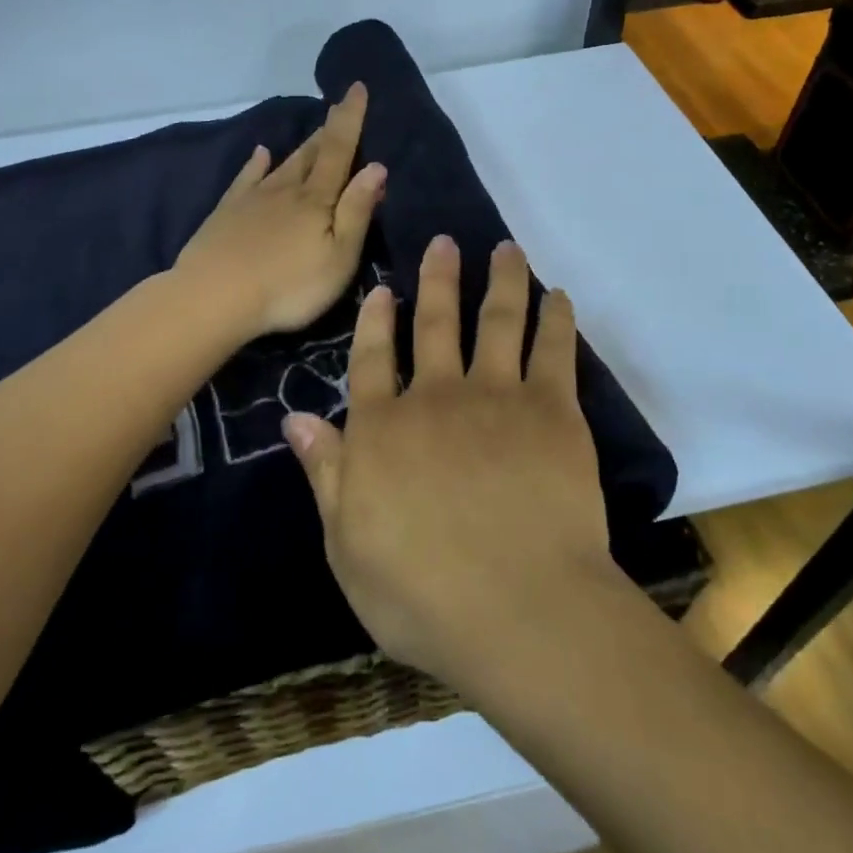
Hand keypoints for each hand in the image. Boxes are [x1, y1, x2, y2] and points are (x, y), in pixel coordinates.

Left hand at [175, 82, 386, 339]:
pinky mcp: (227, 212)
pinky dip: (255, 163)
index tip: (357, 86)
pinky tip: (259, 153)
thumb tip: (377, 166)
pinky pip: (246, 178)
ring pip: (283, 164)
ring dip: (301, 146)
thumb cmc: (288, 286)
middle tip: (339, 107)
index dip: (350, 118)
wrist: (214, 297)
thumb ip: (357, 211)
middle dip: (328, 130)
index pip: (339, 150)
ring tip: (314, 130)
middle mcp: (285, 189)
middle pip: (311, 153)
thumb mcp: (338, 256)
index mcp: (316, 199)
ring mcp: (253, 198)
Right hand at [282, 235, 616, 686]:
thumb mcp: (347, 546)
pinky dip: (555, 318)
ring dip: (500, 280)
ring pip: (497, 320)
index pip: (372, 360)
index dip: (375, 321)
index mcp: (384, 429)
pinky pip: (554, 349)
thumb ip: (326, 474)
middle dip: (437, 279)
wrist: (520, 610)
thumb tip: (296, 417)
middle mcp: (436, 396)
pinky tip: (557, 296)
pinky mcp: (552, 410)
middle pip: (435, 324)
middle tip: (443, 242)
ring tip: (505, 249)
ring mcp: (497, 397)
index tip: (384, 289)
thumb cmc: (423, 595)